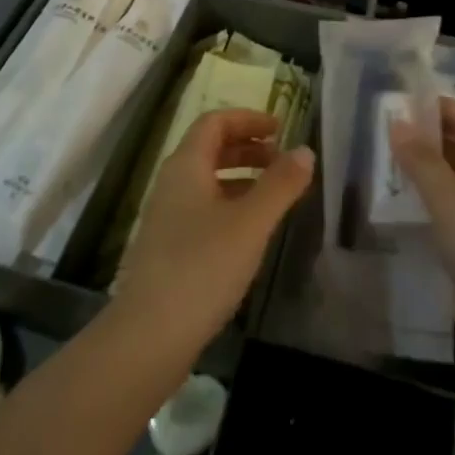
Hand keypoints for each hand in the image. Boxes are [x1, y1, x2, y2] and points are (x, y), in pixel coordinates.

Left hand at [115, 109, 312, 351]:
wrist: (149, 335)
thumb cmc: (202, 268)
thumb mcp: (251, 223)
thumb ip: (280, 184)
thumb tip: (305, 150)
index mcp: (186, 166)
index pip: (214, 122)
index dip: (248, 119)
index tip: (281, 128)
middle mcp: (171, 183)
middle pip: (209, 148)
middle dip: (248, 147)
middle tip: (283, 160)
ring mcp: (167, 216)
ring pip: (207, 180)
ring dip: (241, 177)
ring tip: (275, 194)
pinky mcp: (168, 246)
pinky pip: (203, 207)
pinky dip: (230, 204)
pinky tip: (250, 230)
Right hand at [390, 98, 454, 385]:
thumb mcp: (454, 205)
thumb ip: (423, 162)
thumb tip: (397, 121)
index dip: (428, 107)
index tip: (387, 99)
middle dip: (420, 138)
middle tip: (372, 129)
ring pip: (451, 180)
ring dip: (419, 171)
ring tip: (373, 158)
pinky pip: (447, 211)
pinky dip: (423, 202)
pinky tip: (391, 199)